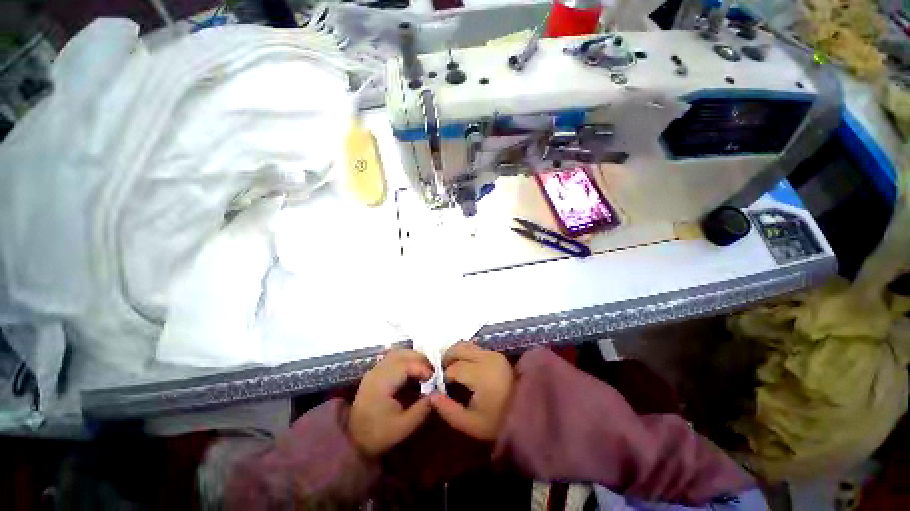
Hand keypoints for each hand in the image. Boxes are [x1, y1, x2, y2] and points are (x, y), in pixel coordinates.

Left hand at [350, 349, 433, 456]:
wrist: (353, 441)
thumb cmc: (378, 435)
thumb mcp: (403, 427)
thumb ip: (421, 410)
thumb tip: (436, 394)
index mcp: (381, 384)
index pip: (405, 365)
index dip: (422, 368)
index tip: (434, 378)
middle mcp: (376, 372)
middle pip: (401, 354)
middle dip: (419, 360)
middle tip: (432, 371)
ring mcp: (374, 371)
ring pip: (397, 354)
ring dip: (413, 359)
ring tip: (425, 370)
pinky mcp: (375, 374)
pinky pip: (393, 359)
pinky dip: (406, 361)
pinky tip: (413, 373)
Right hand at [430, 342, 513, 440]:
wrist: (527, 414)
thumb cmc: (498, 422)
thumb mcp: (470, 424)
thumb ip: (448, 410)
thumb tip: (432, 395)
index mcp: (481, 374)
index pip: (454, 368)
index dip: (444, 376)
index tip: (441, 387)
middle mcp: (487, 358)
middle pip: (459, 349)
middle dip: (447, 358)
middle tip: (442, 374)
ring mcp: (493, 354)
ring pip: (467, 345)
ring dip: (456, 354)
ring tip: (452, 369)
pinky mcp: (497, 354)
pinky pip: (476, 348)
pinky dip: (466, 353)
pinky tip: (465, 367)